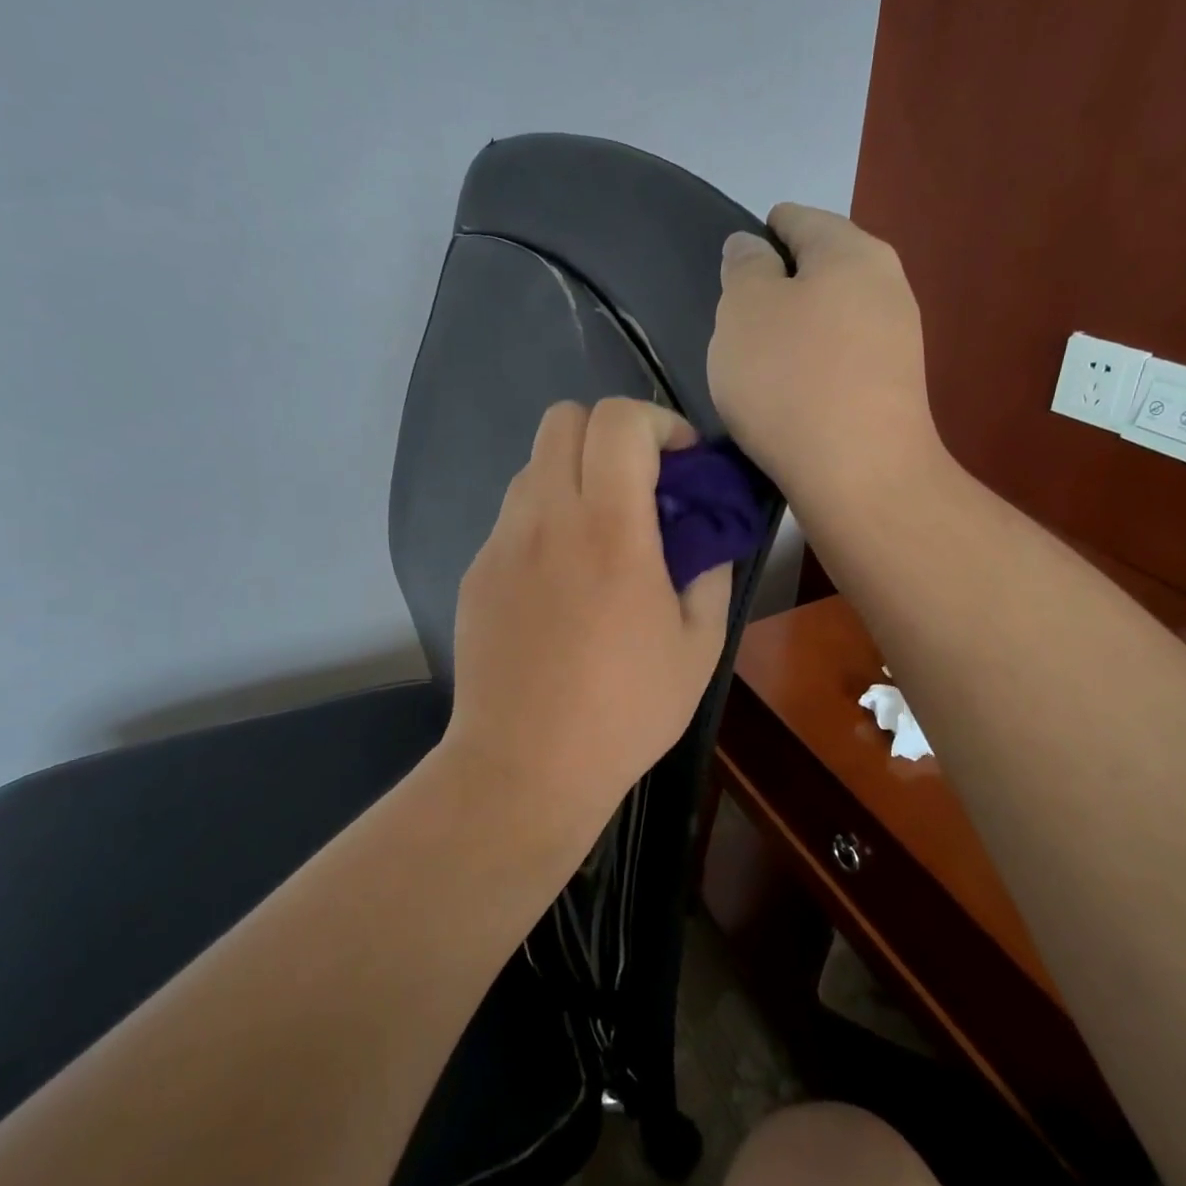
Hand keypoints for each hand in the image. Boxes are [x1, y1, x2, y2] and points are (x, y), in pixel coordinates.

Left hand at [444, 398, 732, 831]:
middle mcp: (547, 518)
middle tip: (639, 484)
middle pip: (562, 419)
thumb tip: (704, 536)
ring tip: (599, 534)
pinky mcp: (475, 572)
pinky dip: (545, 520)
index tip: (680, 461)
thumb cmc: (624, 711)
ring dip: (575, 476)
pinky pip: (513, 518)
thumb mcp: (699, 647)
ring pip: (534, 466)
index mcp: (610, 529)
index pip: (618, 420)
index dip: (657, 421)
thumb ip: (709, 572)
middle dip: (609, 433)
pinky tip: (560, 580)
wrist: (524, 766)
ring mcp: (501, 543)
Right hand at [709, 204, 942, 508]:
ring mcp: (899, 339)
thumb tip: (752, 247)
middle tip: (739, 320)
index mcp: (851, 250)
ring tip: (760, 362)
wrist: (860, 475)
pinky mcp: (895, 388)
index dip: (762, 234)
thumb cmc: (790, 380)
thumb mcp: (744, 311)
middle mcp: (887, 284)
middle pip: (823, 268)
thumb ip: (744, 269)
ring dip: (799, 328)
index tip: (734, 265)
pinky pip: (844, 358)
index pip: (799, 219)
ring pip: (835, 315)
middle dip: (781, 285)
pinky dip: (816, 365)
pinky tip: (793, 393)